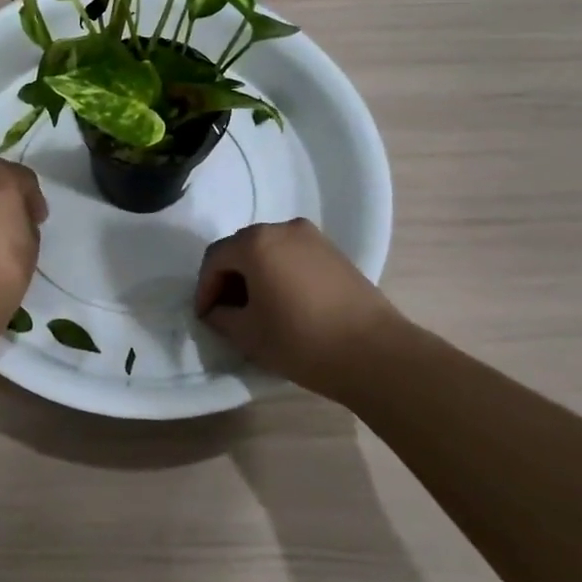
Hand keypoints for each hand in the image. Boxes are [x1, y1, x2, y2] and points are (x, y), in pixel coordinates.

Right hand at [195, 218, 405, 399]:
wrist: (376, 353)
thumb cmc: (302, 341)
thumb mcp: (249, 335)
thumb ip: (222, 317)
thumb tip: (217, 310)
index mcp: (256, 243)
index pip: (215, 258)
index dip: (205, 288)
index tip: (206, 316)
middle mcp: (282, 228)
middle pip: (241, 248)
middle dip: (229, 278)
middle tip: (226, 311)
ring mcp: (312, 237)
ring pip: (268, 250)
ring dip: (255, 274)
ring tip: (256, 308)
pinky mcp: (334, 252)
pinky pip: (293, 255)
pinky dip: (280, 272)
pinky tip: (285, 302)